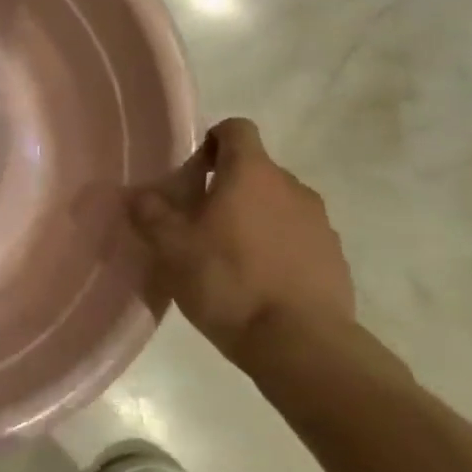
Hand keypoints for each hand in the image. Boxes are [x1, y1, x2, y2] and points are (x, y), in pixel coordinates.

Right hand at [128, 118, 355, 365]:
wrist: (300, 343)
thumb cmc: (227, 280)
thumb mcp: (171, 247)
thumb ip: (150, 213)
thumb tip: (137, 194)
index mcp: (252, 173)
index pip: (237, 129)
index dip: (212, 140)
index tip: (193, 170)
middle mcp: (292, 187)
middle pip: (256, 170)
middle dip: (229, 186)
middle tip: (198, 220)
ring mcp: (319, 223)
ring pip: (278, 205)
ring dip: (254, 218)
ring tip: (227, 255)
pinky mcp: (334, 258)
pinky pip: (297, 238)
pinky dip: (277, 247)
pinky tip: (257, 281)